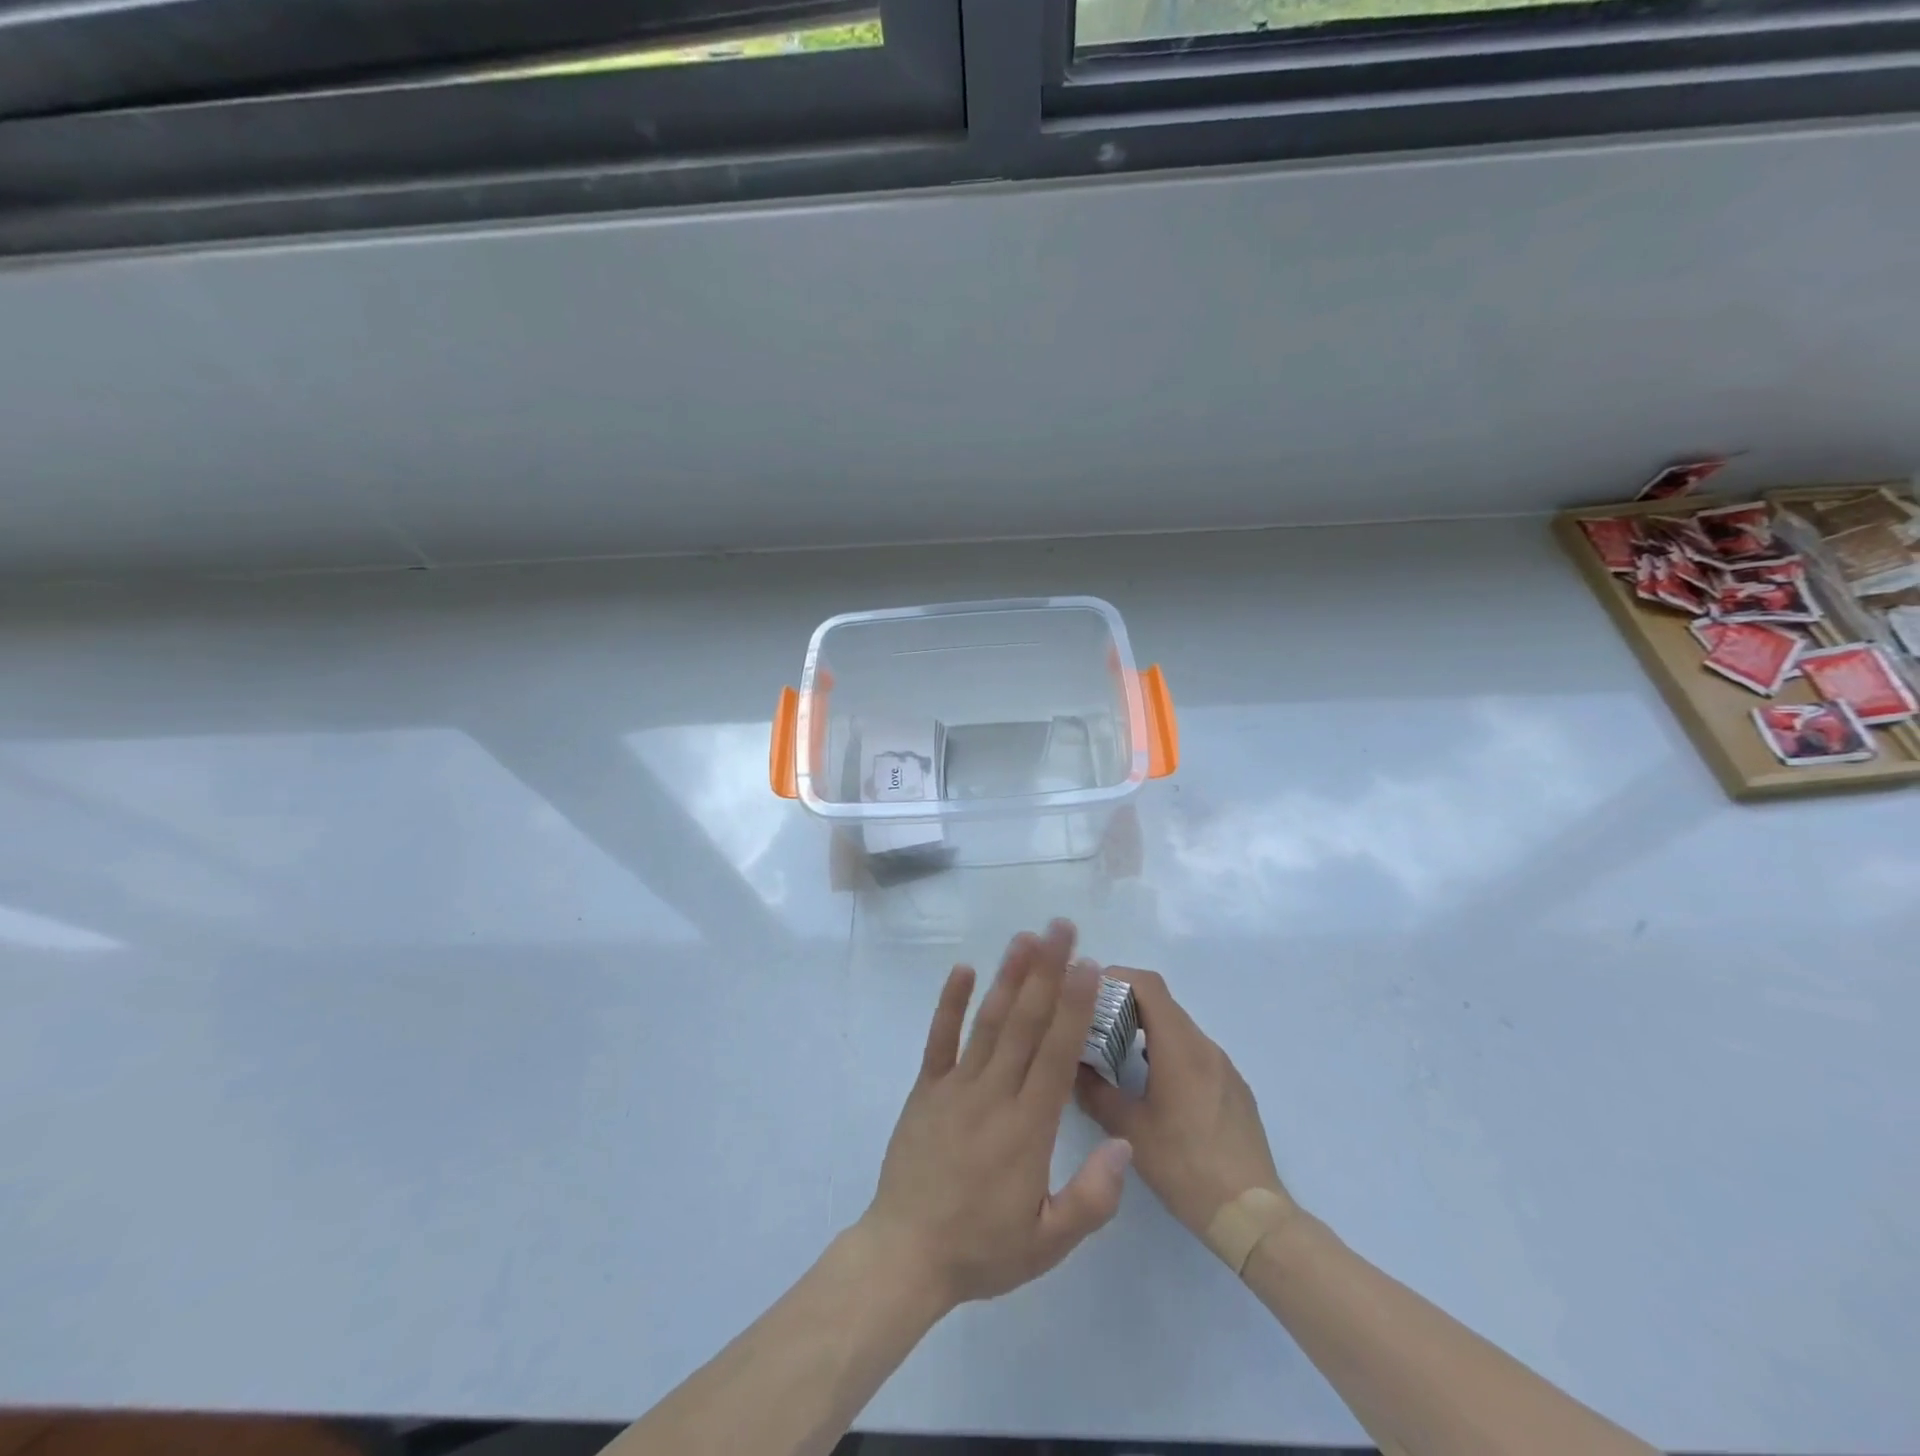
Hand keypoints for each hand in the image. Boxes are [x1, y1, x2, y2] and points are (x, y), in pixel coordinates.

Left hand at [859, 921, 1133, 1312]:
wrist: (905, 1255)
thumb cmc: (982, 1248)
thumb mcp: (1048, 1243)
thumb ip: (1093, 1198)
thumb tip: (1124, 1142)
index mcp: (1028, 1128)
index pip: (1056, 1054)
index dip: (1073, 1006)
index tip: (1088, 965)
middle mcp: (993, 1094)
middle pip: (1025, 1023)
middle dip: (1047, 971)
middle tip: (1061, 928)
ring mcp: (955, 1087)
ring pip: (988, 1022)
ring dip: (1008, 977)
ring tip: (1025, 938)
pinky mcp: (926, 1089)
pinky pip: (939, 1039)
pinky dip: (950, 1003)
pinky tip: (964, 969)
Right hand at [1074, 968, 1291, 1238]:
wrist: (1252, 1215)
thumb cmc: (1185, 1167)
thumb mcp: (1129, 1130)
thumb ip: (1095, 1091)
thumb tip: (1072, 1066)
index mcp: (1179, 1047)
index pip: (1148, 985)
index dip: (1116, 977)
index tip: (1087, 991)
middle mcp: (1205, 1046)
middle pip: (1162, 1003)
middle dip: (1124, 1004)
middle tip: (1092, 1023)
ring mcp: (1223, 1066)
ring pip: (1178, 1028)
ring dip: (1145, 1029)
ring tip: (1115, 1054)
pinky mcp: (1234, 1087)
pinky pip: (1195, 1052)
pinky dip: (1167, 1051)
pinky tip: (1152, 1086)